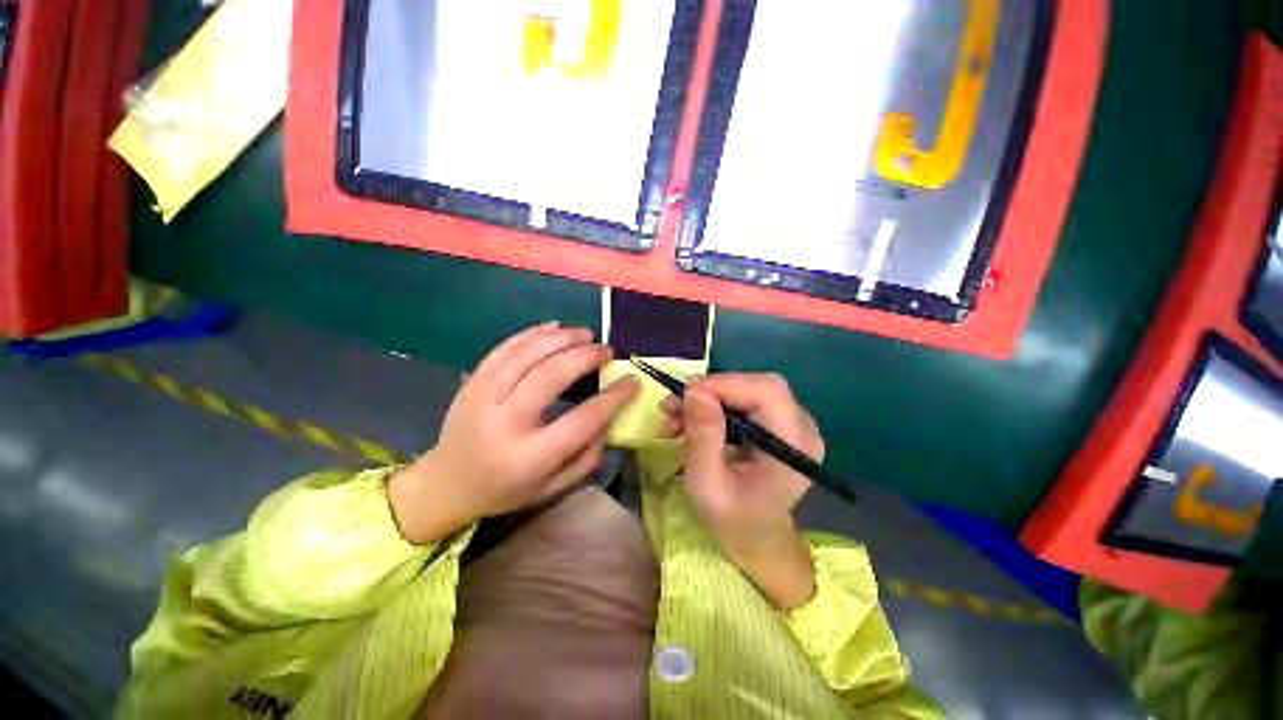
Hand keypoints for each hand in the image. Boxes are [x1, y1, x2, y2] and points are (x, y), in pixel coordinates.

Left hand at [389, 323, 639, 543]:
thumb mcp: (553, 487)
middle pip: (550, 377)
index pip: (581, 420)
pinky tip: (553, 328)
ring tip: (585, 333)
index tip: (631, 381)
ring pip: (526, 356)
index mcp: (529, 457)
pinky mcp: (472, 382)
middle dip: (584, 357)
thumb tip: (609, 416)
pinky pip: (504, 349)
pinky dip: (531, 334)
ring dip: (561, 338)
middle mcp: (505, 424)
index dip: (612, 398)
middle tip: (606, 349)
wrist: (446, 483)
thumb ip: (587, 456)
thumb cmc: (506, 489)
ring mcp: (483, 398)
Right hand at [660, 373, 821, 609]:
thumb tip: (694, 391)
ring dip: (706, 398)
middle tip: (674, 406)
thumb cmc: (732, 520)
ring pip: (746, 389)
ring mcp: (791, 423)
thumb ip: (702, 438)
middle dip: (711, 391)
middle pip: (757, 386)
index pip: (767, 393)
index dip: (725, 384)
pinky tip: (688, 421)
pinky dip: (712, 406)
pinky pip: (743, 400)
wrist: (754, 536)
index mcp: (795, 447)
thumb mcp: (707, 485)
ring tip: (673, 418)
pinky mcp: (776, 422)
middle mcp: (801, 428)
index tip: (684, 394)